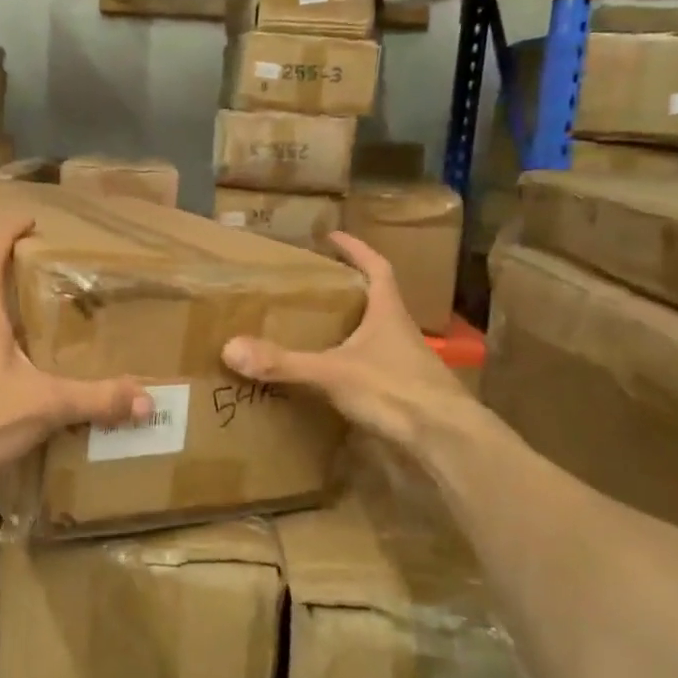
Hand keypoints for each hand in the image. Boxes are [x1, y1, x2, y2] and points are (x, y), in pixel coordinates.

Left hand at [0, 218, 150, 496]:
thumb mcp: (44, 406)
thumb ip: (96, 400)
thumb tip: (147, 401)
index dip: (9, 232)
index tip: (31, 219)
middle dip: (23, 287)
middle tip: (62, 290)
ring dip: (15, 328)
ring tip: (51, 339)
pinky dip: (5, 361)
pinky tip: (25, 386)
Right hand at [221, 232, 470, 451]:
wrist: (447, 441)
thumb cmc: (396, 391)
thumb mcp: (333, 373)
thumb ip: (284, 362)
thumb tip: (230, 348)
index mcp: (388, 313)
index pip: (376, 268)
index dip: (357, 250)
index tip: (333, 236)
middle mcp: (399, 333)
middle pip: (374, 301)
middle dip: (346, 291)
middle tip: (311, 287)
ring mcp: (405, 364)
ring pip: (373, 337)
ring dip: (348, 330)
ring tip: (312, 329)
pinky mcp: (403, 393)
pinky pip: (371, 369)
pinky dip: (349, 365)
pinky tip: (328, 376)